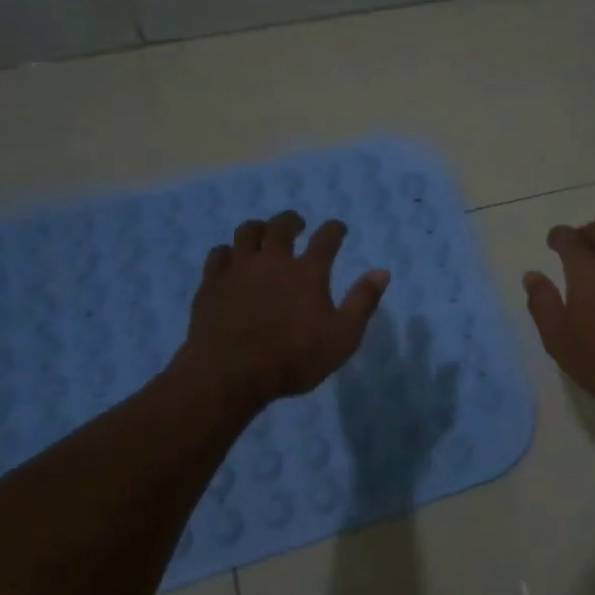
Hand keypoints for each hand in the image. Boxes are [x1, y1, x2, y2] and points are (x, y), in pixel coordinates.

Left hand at [177, 211, 388, 409]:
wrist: (231, 374)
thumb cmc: (293, 359)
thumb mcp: (343, 337)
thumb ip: (363, 302)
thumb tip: (382, 272)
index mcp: (308, 272)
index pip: (326, 238)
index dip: (334, 229)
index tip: (338, 229)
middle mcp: (273, 260)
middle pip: (281, 225)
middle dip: (292, 221)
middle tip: (297, 225)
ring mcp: (239, 268)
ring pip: (247, 232)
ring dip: (258, 229)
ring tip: (262, 235)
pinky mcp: (211, 282)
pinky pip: (219, 254)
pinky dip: (228, 253)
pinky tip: (231, 260)